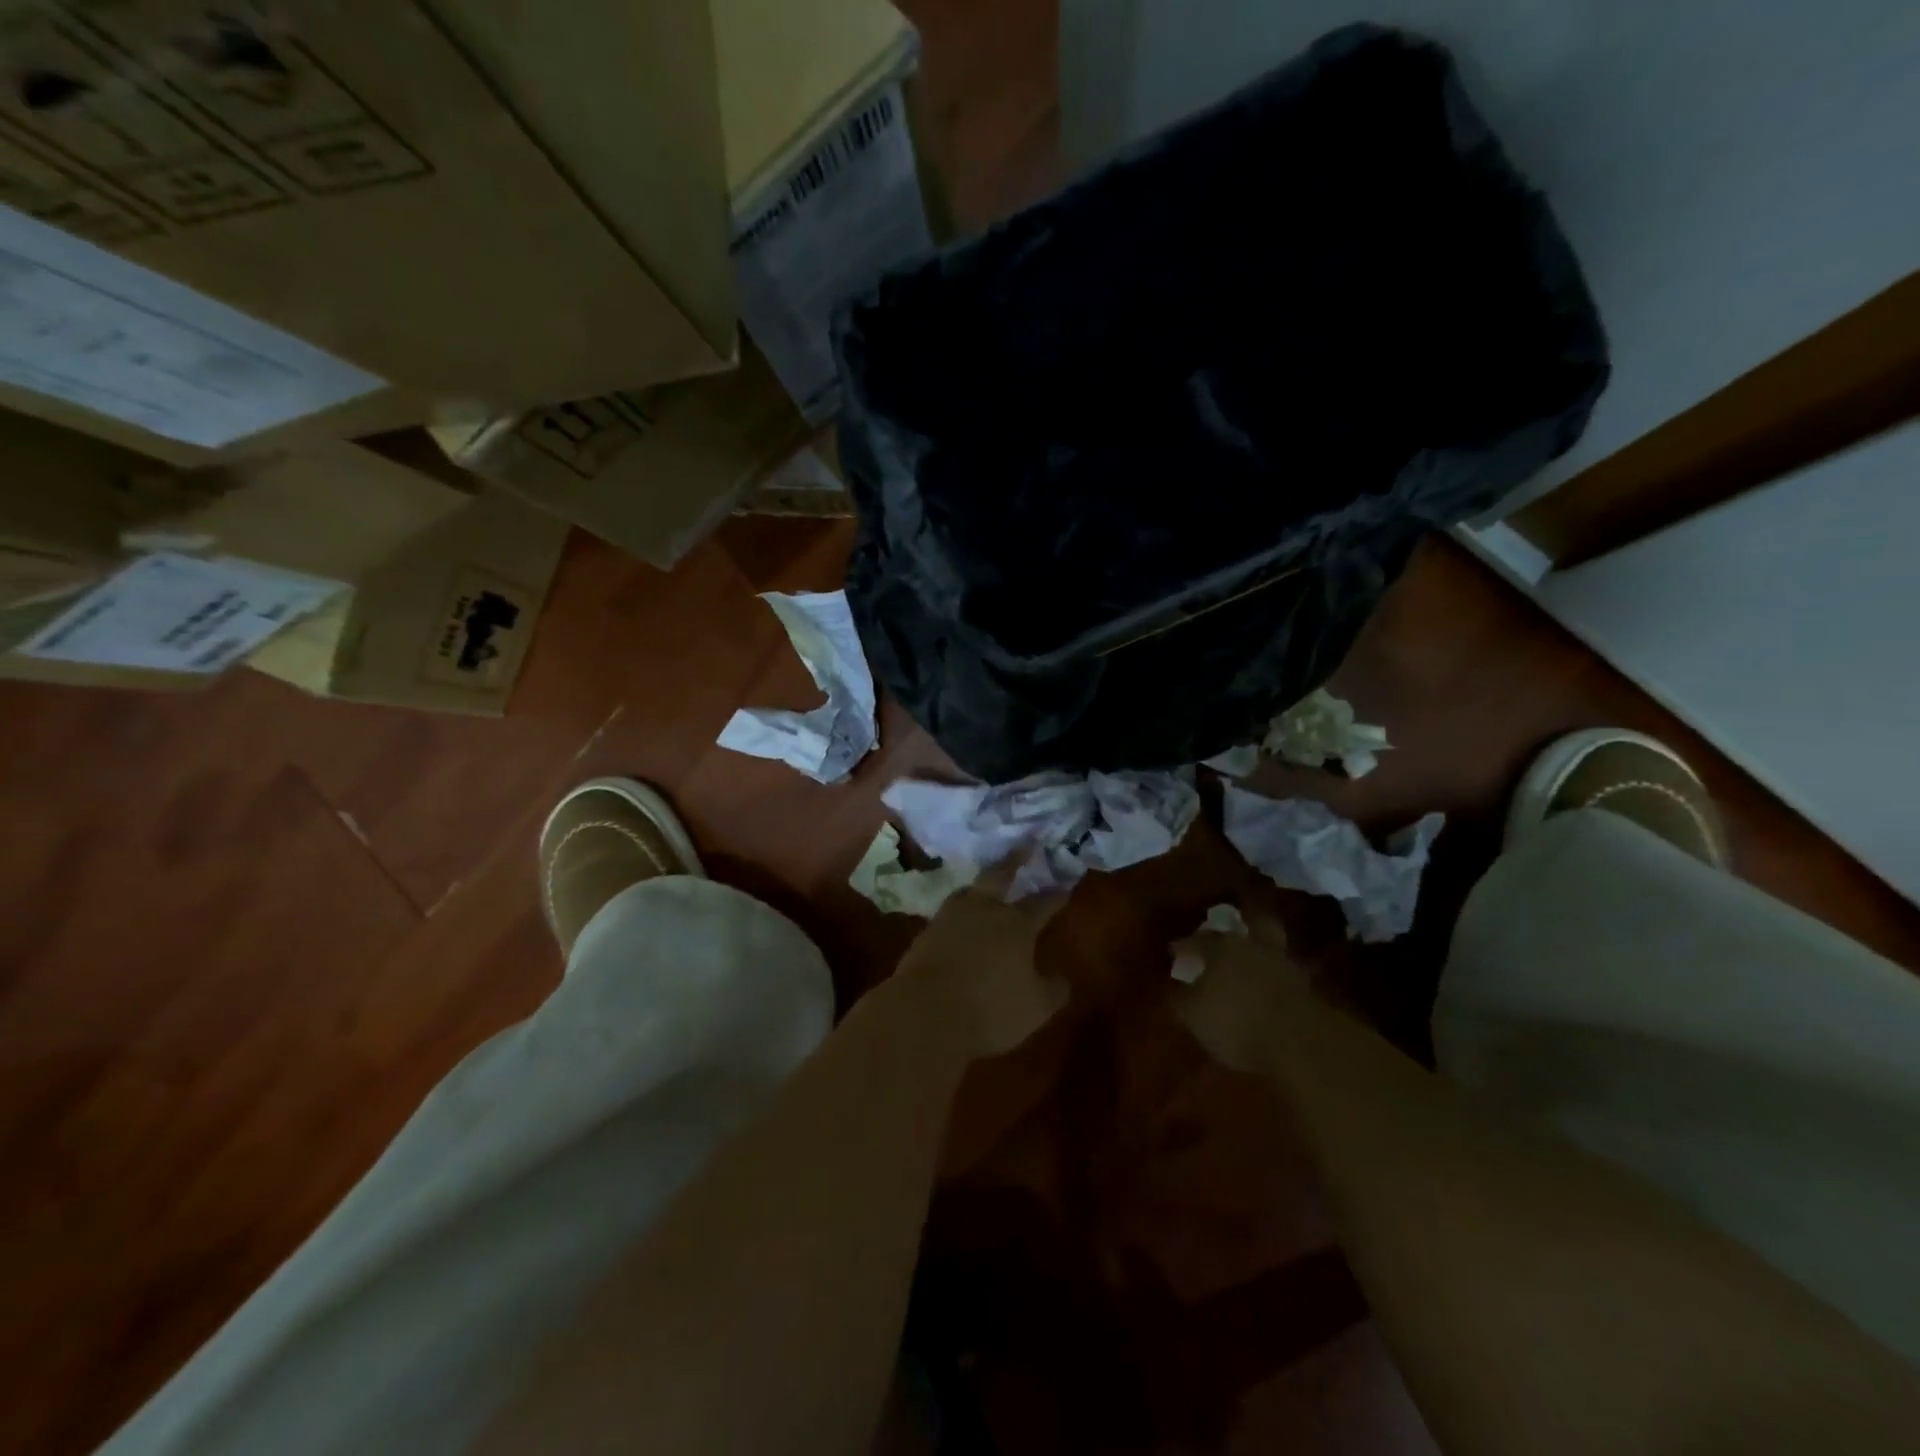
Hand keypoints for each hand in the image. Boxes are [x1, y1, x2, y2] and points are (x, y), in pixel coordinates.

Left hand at [895, 860, 1069, 1059]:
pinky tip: (960, 918)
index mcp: (1017, 925)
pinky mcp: (926, 932)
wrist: (925, 1012)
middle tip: (1025, 844)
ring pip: (970, 890)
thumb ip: (1053, 990)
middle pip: (1000, 875)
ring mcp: (950, 917)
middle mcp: (984, 911)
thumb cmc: (990, 1009)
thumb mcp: (1035, 1008)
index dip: (1056, 895)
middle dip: (1015, 859)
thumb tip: (1062, 979)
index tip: (1065, 885)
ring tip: (986, 883)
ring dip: (981, 885)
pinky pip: (948, 913)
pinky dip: (959, 911)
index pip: (1042, 903)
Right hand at [1172, 909, 1309, 1074]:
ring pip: (1272, 948)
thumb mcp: (1194, 1016)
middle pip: (1252, 924)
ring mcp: (1286, 966)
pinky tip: (1268, 991)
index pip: (1199, 940)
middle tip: (1230, 933)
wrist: (1299, 1042)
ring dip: (1261, 954)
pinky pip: (1286, 976)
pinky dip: (1276, 980)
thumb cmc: (1235, 1021)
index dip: (1185, 945)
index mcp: (1222, 948)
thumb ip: (1182, 999)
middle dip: (1243, 924)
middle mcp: (1255, 947)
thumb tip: (1175, 989)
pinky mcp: (1308, 990)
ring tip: (1250, 965)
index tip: (1175, 950)